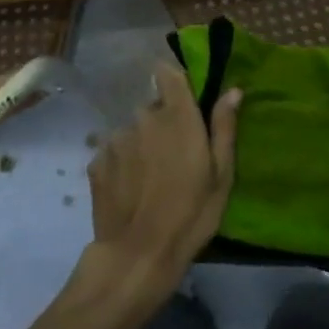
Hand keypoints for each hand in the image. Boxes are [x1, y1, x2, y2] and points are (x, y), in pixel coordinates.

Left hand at [84, 65, 240, 301]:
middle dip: (162, 123)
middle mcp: (142, 117)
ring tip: (149, 178)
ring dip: (140, 144)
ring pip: (132, 131)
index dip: (174, 81)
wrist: (137, 255)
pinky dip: (122, 164)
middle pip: (152, 108)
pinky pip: (113, 152)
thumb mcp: (221, 175)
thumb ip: (223, 128)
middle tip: (173, 156)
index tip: (184, 99)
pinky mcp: (96, 161)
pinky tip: (130, 190)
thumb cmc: (190, 214)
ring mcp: (115, 139)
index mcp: (176, 116)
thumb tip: (232, 91)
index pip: (168, 73)